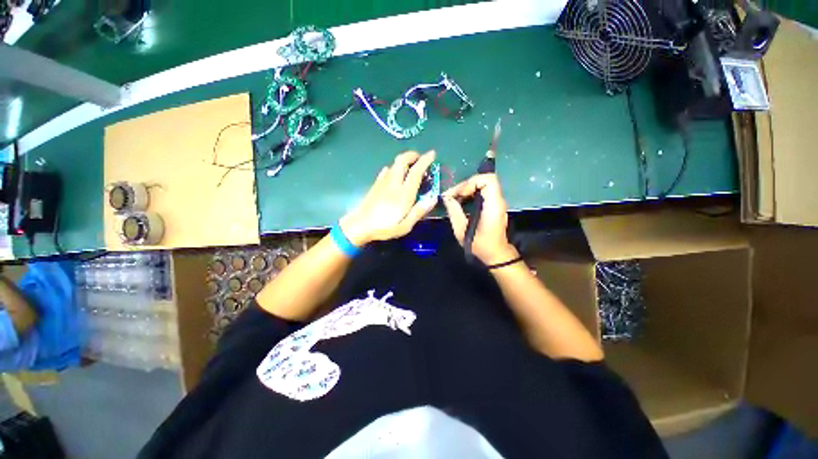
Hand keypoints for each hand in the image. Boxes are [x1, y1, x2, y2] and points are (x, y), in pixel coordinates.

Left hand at [340, 151, 437, 245]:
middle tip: (420, 158)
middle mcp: (393, 183)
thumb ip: (418, 212)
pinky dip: (394, 168)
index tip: (432, 154)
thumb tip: (433, 199)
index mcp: (403, 193)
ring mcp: (383, 182)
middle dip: (412, 155)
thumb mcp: (405, 226)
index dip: (425, 160)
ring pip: (394, 164)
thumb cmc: (384, 228)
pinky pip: (386, 171)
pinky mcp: (375, 185)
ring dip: (404, 161)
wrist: (359, 226)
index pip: (415, 171)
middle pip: (402, 160)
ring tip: (411, 166)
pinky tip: (395, 175)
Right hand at [442, 174, 518, 264]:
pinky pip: (482, 191)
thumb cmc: (480, 245)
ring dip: (467, 188)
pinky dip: (470, 193)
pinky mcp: (493, 205)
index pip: (488, 180)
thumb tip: (446, 198)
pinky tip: (461, 202)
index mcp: (493, 206)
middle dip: (465, 185)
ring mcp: (497, 202)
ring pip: (482, 184)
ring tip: (454, 199)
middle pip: (484, 180)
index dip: (471, 183)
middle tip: (452, 196)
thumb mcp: (462, 231)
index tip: (460, 194)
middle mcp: (498, 201)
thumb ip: (454, 212)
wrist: (496, 254)